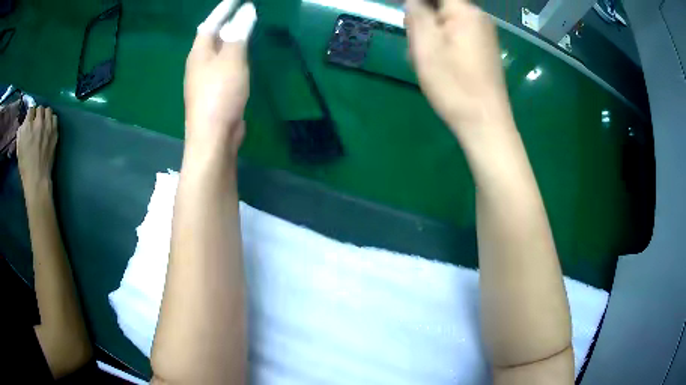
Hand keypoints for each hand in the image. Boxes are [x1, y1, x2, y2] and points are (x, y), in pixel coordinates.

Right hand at [17, 106, 57, 187]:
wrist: (37, 178)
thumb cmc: (25, 166)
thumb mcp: (18, 147)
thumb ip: (21, 131)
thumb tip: (24, 123)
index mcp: (27, 126)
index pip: (31, 109)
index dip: (30, 114)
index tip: (30, 119)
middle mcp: (38, 122)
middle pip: (40, 108)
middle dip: (37, 114)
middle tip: (36, 122)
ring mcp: (47, 126)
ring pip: (48, 110)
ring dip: (45, 115)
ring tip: (42, 123)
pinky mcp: (54, 132)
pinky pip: (54, 118)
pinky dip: (51, 120)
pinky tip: (48, 127)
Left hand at [184, 0, 256, 160]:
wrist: (213, 136)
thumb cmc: (220, 94)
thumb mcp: (232, 59)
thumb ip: (238, 34)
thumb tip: (246, 12)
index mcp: (199, 52)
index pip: (210, 23)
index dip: (224, 9)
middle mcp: (198, 63)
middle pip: (211, 36)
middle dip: (225, 21)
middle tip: (241, 10)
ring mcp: (204, 79)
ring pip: (217, 52)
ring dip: (229, 39)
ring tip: (243, 28)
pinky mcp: (214, 92)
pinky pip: (223, 66)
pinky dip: (233, 56)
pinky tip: (241, 57)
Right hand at [405, 0, 510, 133]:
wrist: (485, 123)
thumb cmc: (454, 85)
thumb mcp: (426, 46)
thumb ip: (417, 13)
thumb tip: (414, 0)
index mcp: (465, 11)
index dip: (418, 2)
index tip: (409, 20)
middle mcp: (478, 17)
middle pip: (440, 4)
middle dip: (422, 16)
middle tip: (413, 41)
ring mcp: (484, 34)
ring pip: (447, 19)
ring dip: (429, 31)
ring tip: (423, 56)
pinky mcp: (484, 48)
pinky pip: (457, 33)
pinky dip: (442, 41)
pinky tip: (437, 62)